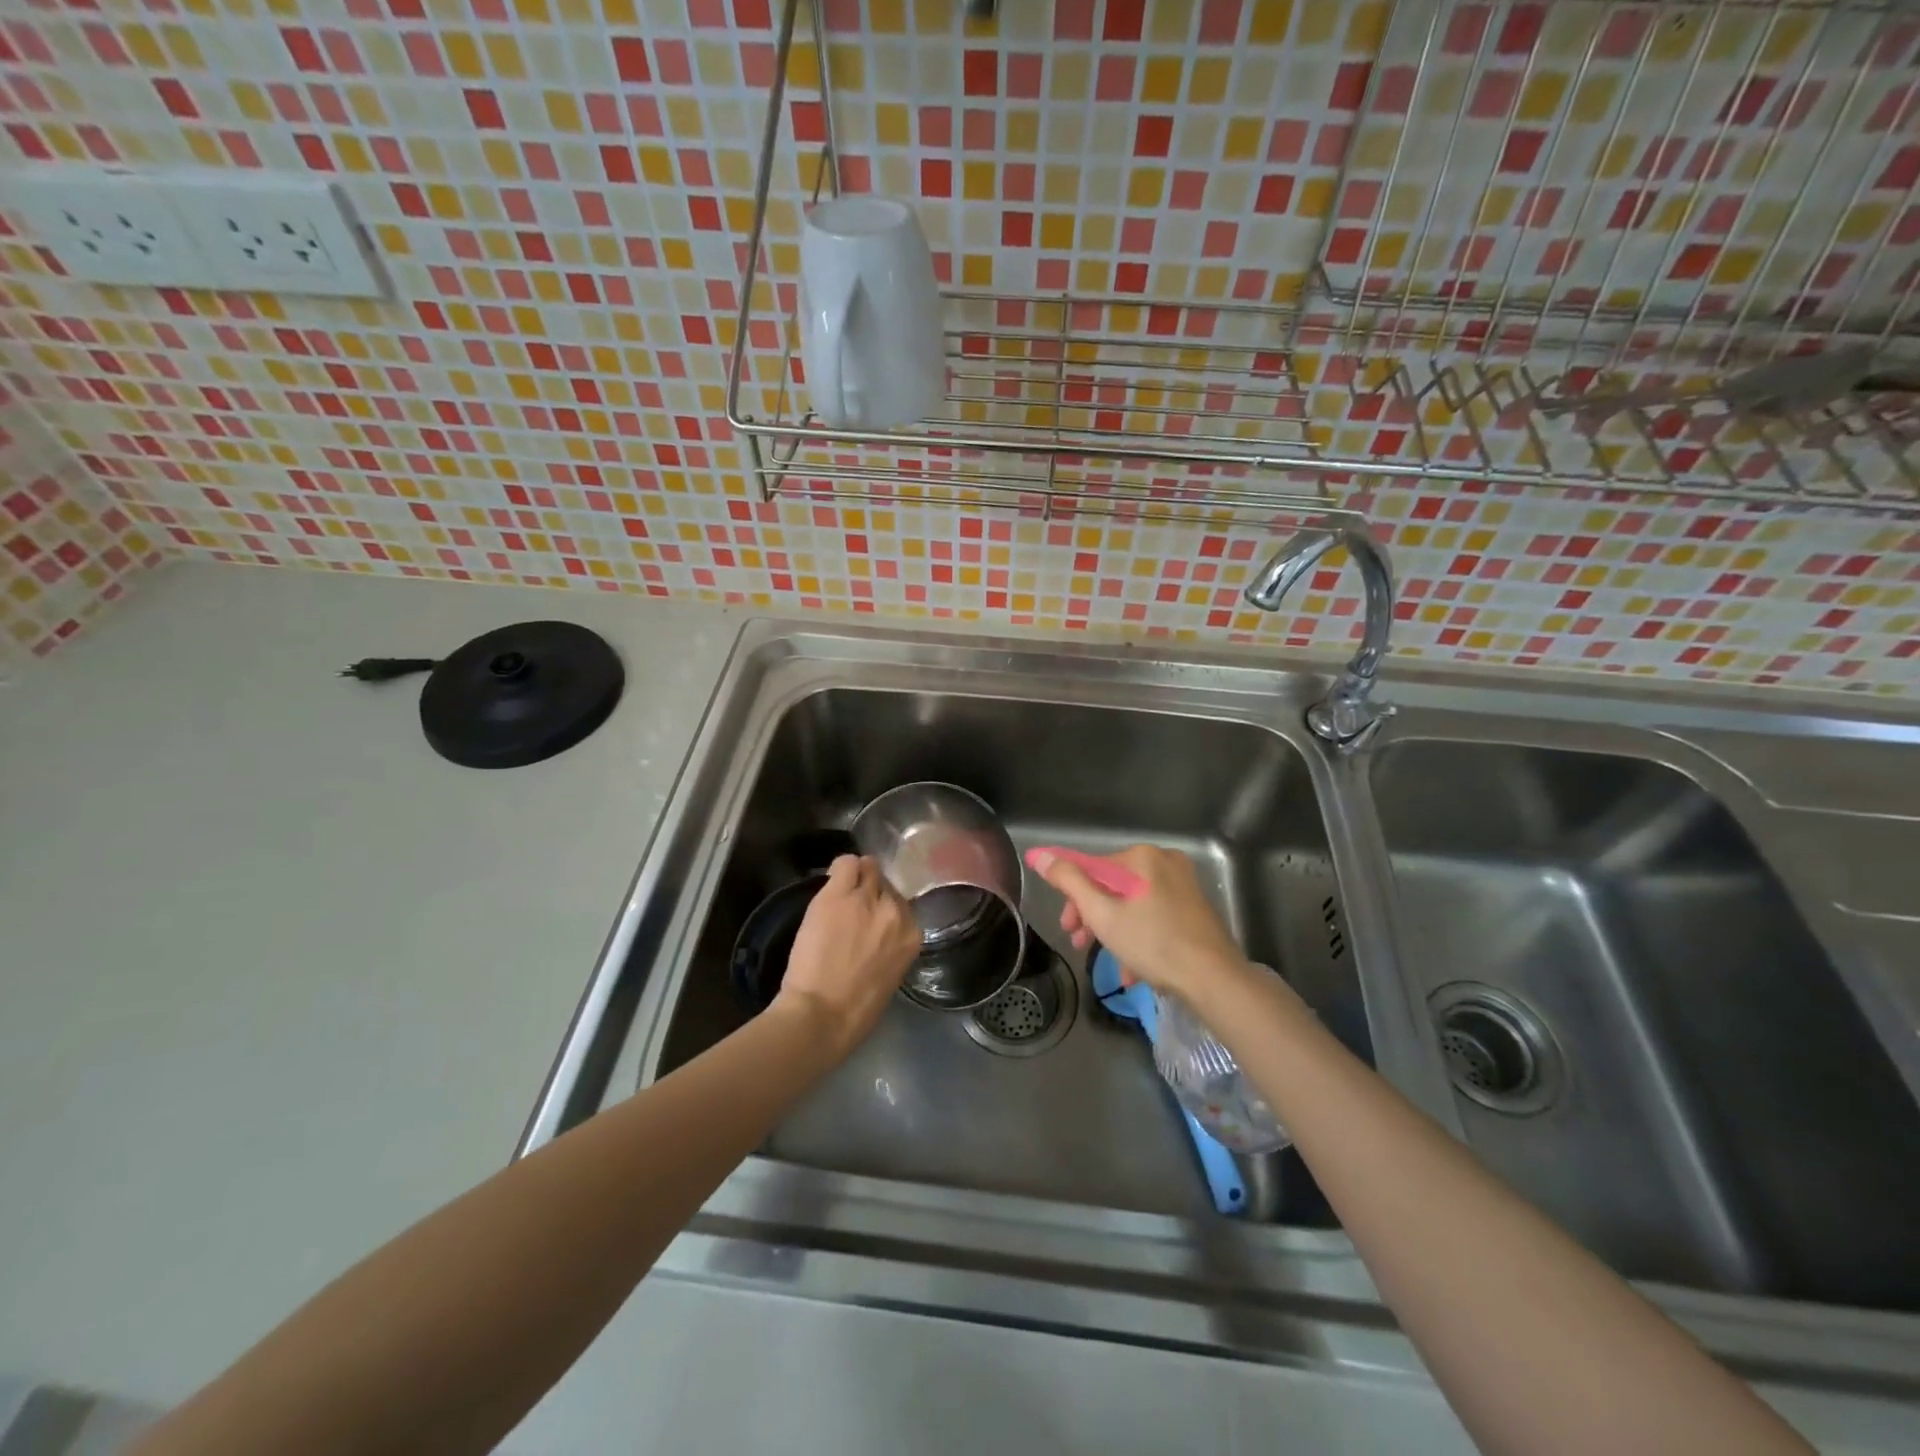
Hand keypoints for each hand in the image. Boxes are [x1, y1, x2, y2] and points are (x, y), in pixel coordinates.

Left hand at [775, 855, 917, 1056]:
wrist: (822, 1015)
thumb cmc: (855, 1011)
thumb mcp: (889, 976)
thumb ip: (890, 947)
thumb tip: (878, 935)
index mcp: (911, 935)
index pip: (901, 904)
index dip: (884, 907)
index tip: (871, 915)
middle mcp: (895, 911)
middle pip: (886, 884)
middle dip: (872, 891)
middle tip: (853, 905)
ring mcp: (867, 899)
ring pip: (868, 868)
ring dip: (856, 877)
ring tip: (840, 892)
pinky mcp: (839, 894)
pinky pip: (845, 863)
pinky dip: (840, 869)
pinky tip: (831, 883)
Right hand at [1029, 845, 1246, 1001]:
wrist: (1215, 980)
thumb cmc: (1154, 944)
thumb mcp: (1102, 914)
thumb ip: (1069, 882)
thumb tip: (1041, 854)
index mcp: (1142, 858)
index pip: (1093, 870)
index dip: (1073, 900)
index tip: (1066, 928)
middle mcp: (1165, 863)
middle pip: (1114, 888)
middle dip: (1094, 919)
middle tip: (1080, 945)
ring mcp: (1184, 886)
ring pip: (1134, 906)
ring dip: (1115, 934)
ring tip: (1108, 965)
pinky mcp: (1195, 910)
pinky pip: (1155, 918)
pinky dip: (1140, 939)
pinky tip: (1133, 971)